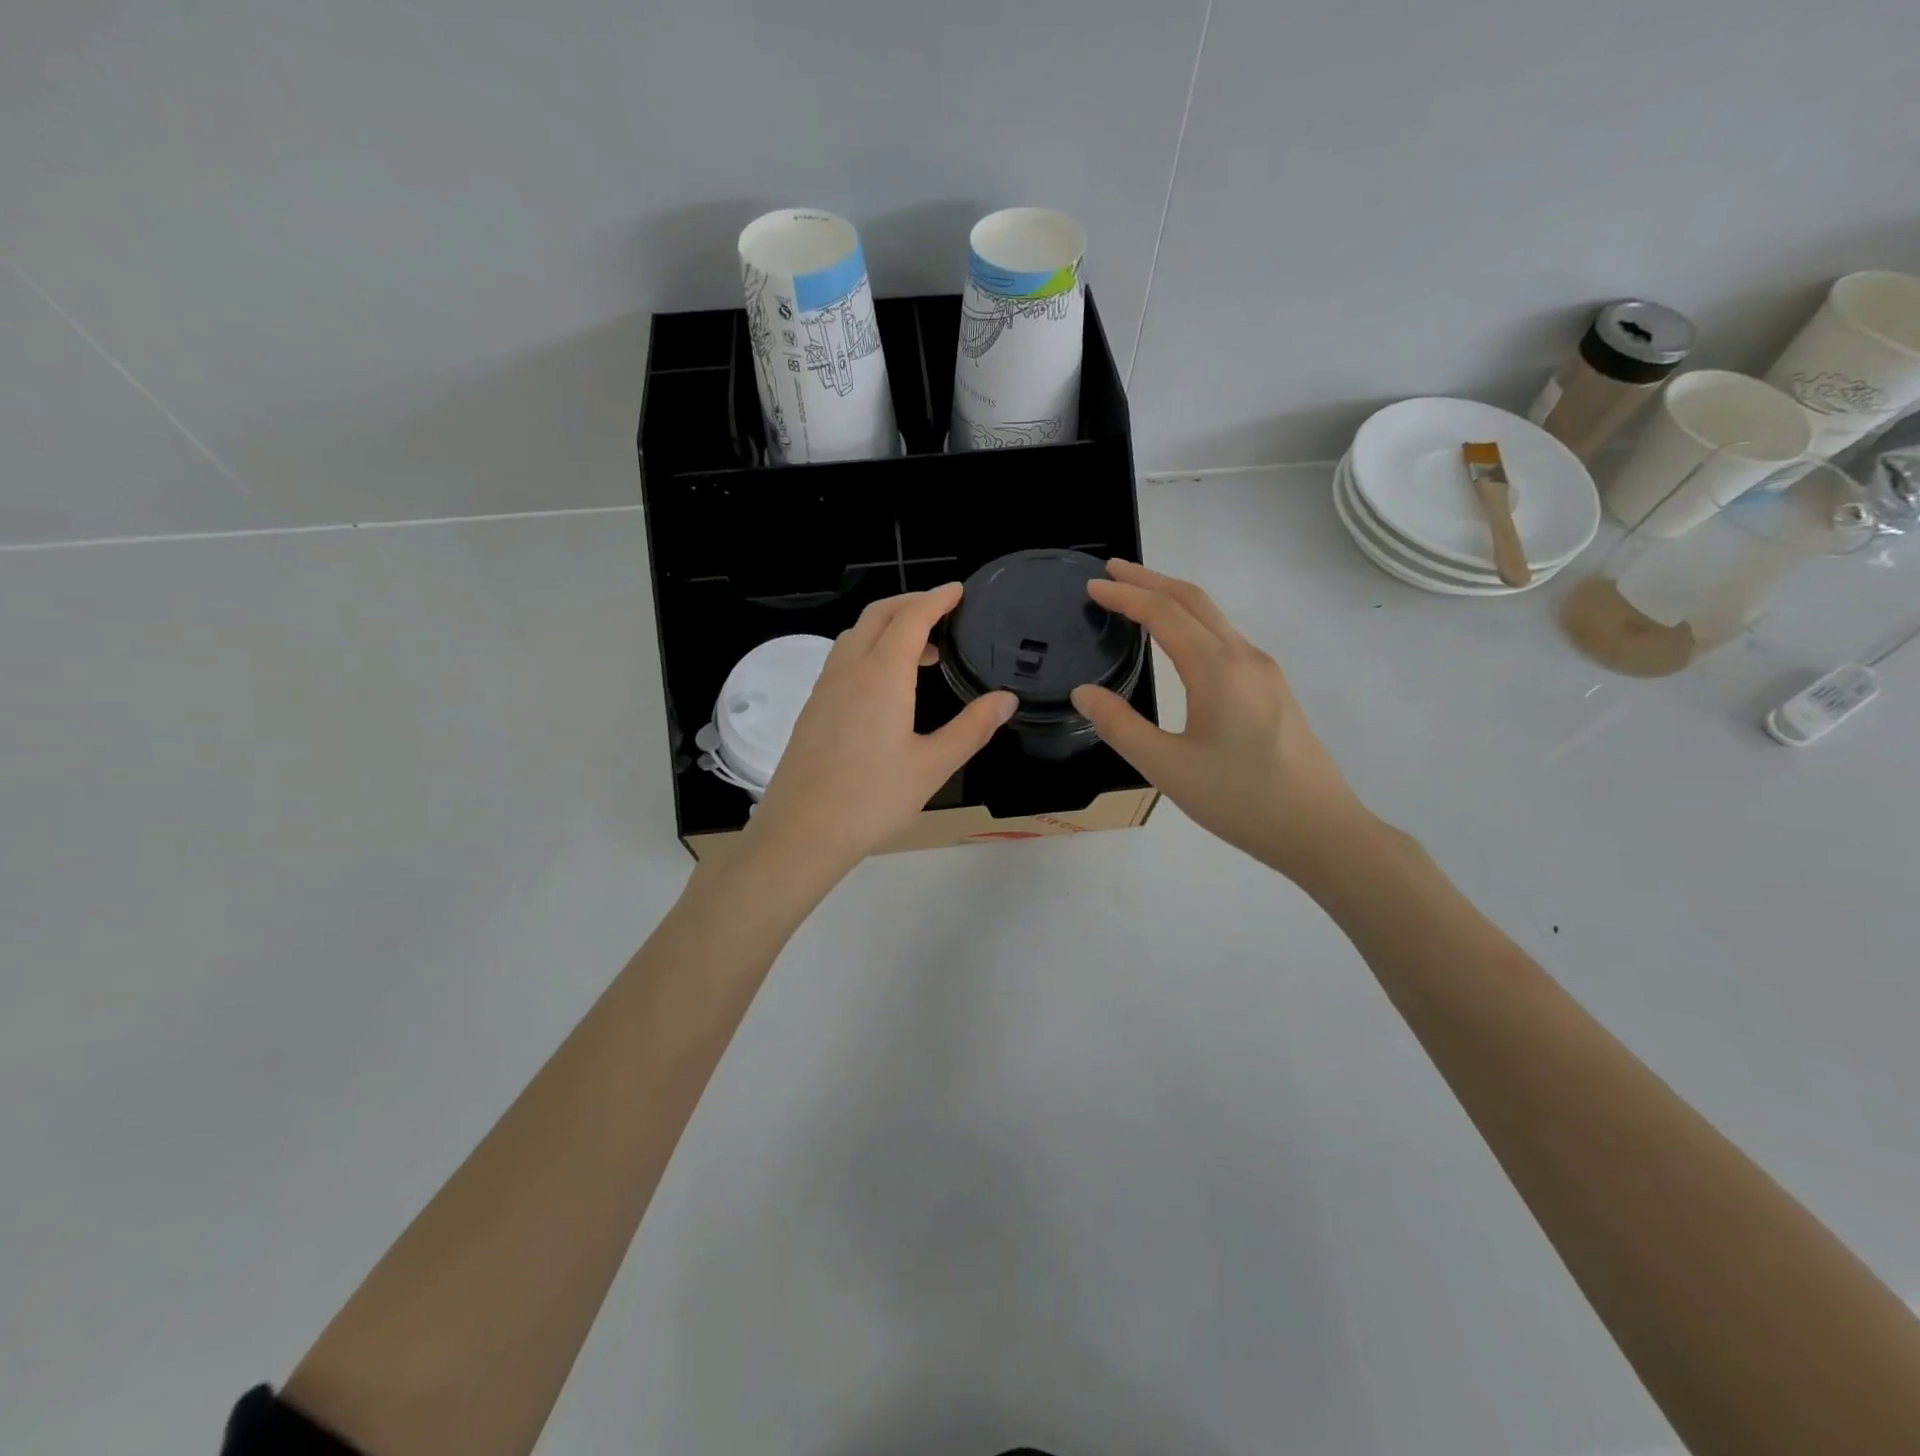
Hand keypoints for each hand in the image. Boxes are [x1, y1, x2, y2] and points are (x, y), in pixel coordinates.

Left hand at [744, 584, 1016, 876]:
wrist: (801, 832)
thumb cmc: (872, 800)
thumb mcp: (932, 767)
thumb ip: (972, 728)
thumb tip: (1006, 699)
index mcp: (882, 675)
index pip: (911, 618)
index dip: (936, 599)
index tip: (958, 591)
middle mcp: (849, 669)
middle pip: (878, 615)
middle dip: (911, 603)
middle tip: (942, 612)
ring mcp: (825, 687)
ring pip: (855, 635)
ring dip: (888, 627)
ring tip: (922, 653)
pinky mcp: (813, 707)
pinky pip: (843, 658)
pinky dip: (869, 649)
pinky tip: (885, 685)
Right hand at [1069, 560, 1374, 881]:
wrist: (1320, 830)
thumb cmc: (1240, 800)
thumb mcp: (1167, 768)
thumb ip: (1120, 726)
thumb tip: (1084, 692)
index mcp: (1218, 669)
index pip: (1164, 614)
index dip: (1126, 595)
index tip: (1092, 585)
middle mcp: (1244, 657)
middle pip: (1194, 600)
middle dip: (1150, 580)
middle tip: (1111, 571)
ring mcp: (1264, 672)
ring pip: (1214, 618)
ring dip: (1173, 599)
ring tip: (1137, 598)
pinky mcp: (1272, 690)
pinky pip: (1226, 638)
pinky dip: (1193, 623)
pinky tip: (1178, 642)